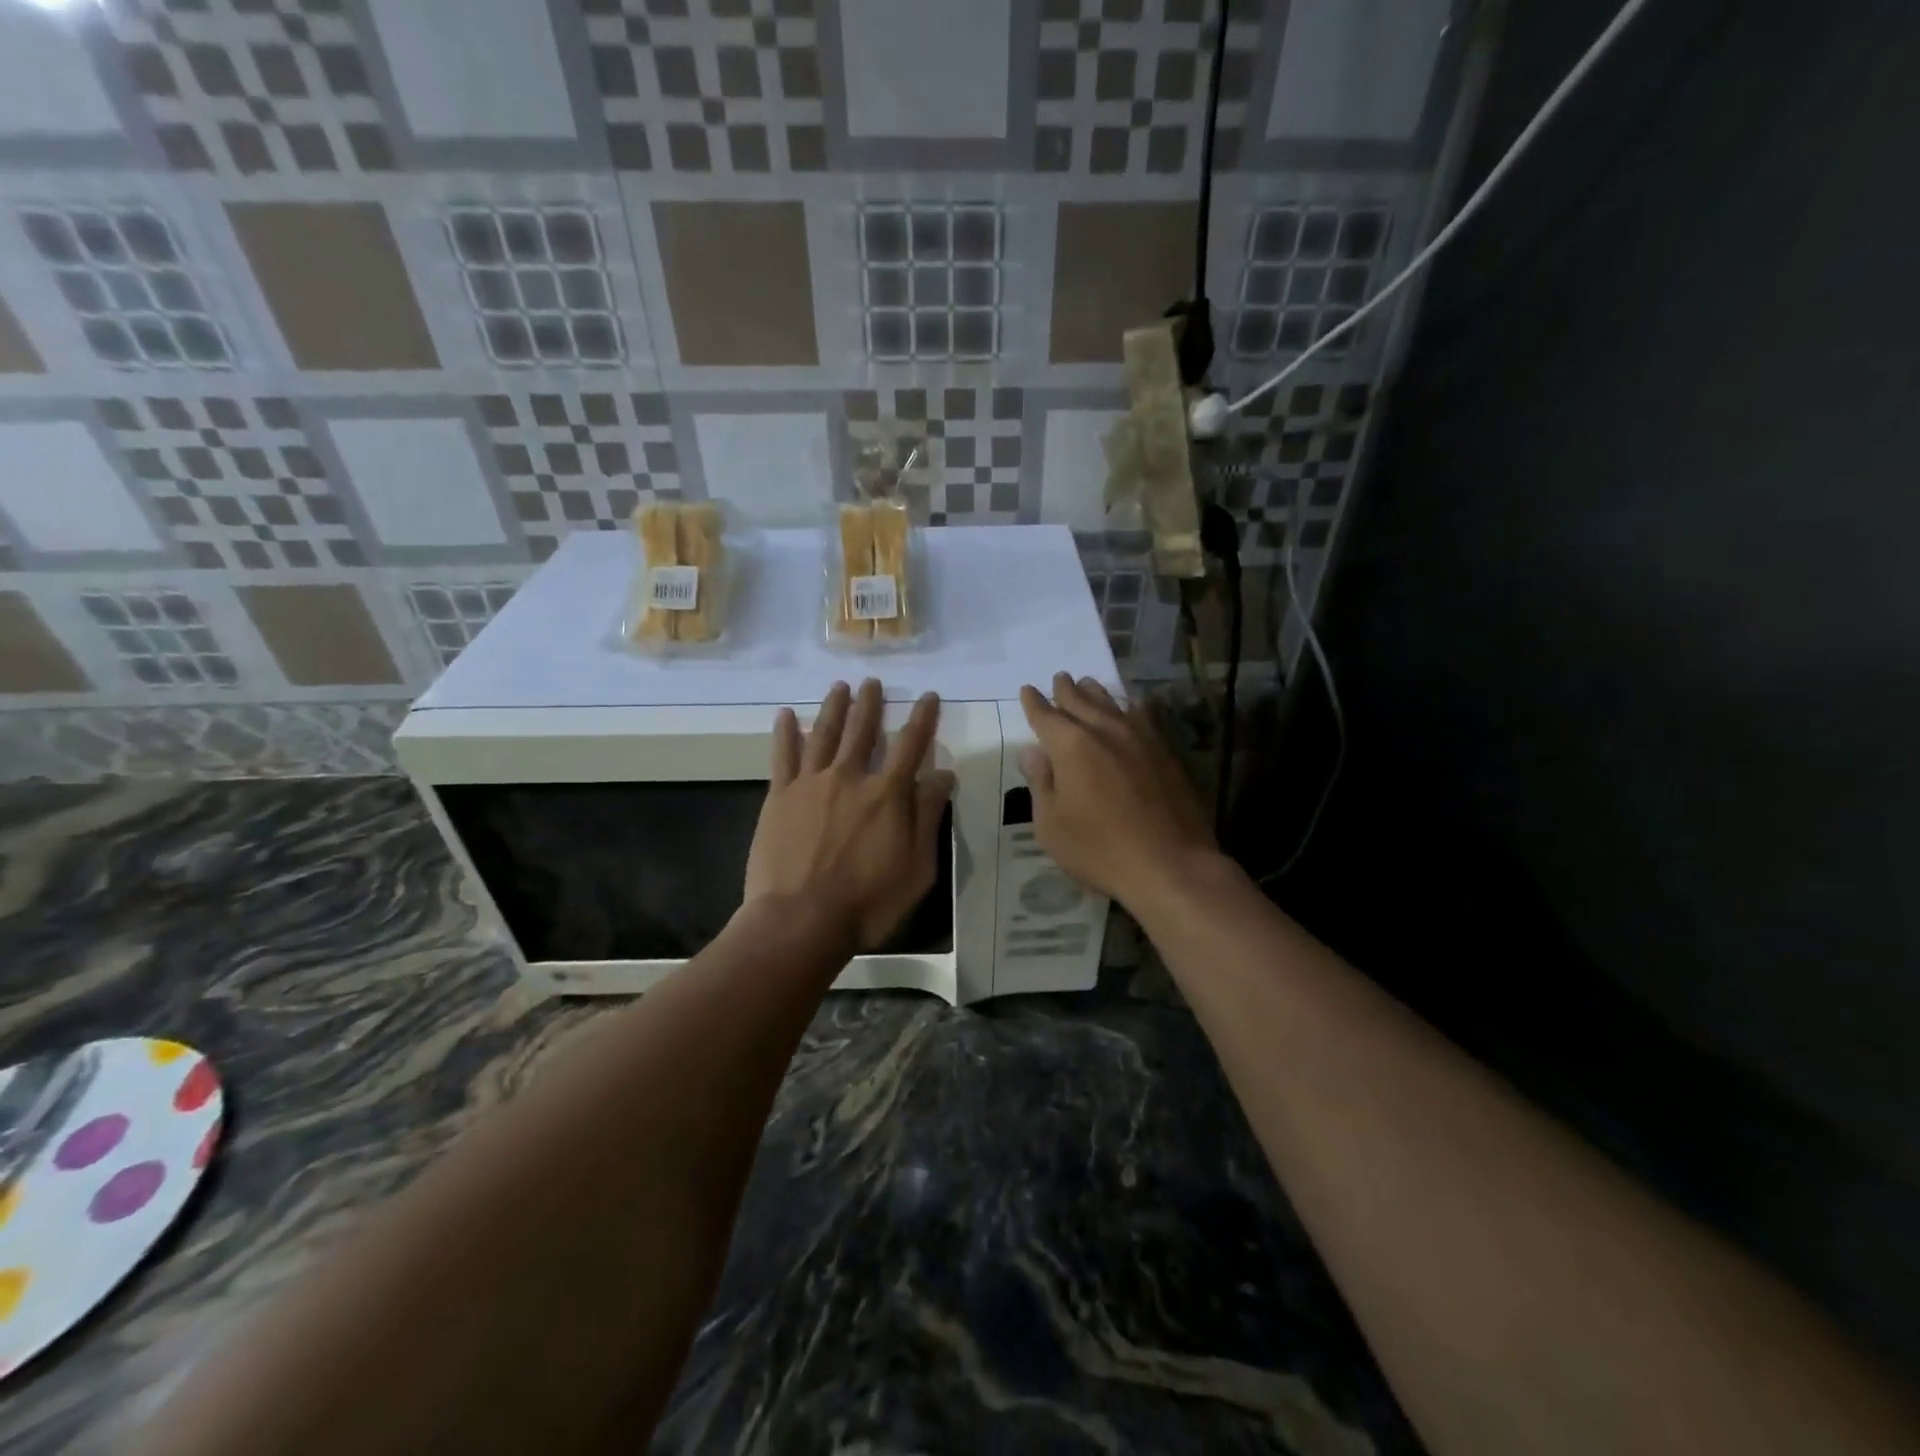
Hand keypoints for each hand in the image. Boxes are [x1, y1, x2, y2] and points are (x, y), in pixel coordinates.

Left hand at [744, 679, 955, 950]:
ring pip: (824, 733)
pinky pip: (783, 756)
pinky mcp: (779, 797)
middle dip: (870, 703)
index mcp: (887, 794)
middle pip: (862, 730)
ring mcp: (811, 784)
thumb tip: (942, 774)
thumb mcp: (918, 868)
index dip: (922, 718)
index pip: (910, 745)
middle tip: (872, 682)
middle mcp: (850, 777)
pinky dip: (785, 733)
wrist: (800, 921)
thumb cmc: (868, 902)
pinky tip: (786, 715)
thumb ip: (928, 817)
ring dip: (834, 707)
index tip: (928, 696)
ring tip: (840, 686)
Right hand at [1018, 673, 1217, 910]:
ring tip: (1088, 684)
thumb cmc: (1099, 849)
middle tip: (1060, 678)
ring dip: (1097, 693)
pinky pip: (1143, 717)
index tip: (1027, 690)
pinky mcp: (1165, 752)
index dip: (1034, 703)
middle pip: (1081, 701)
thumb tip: (1032, 752)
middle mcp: (1105, 731)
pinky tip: (1132, 706)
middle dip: (1066, 690)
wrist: (1170, 864)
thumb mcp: (1051, 824)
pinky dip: (1131, 707)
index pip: (1046, 716)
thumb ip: (1041, 783)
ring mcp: (1140, 739)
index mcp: (1071, 746)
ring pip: (1113, 704)